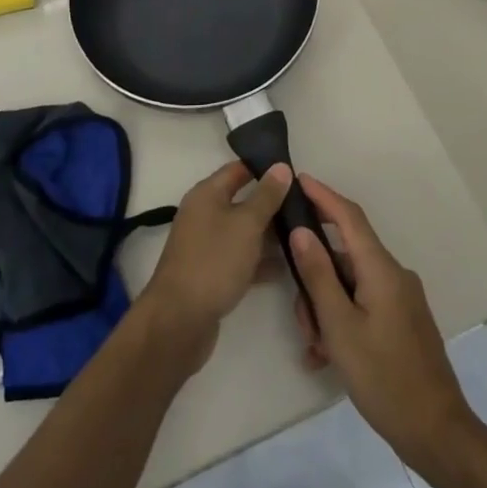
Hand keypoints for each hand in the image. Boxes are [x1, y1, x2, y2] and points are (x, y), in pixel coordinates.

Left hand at [138, 160, 292, 375]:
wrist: (179, 321)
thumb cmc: (214, 261)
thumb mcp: (247, 224)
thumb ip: (267, 196)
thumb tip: (281, 167)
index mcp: (206, 194)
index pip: (238, 169)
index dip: (265, 167)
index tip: (295, 171)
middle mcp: (204, 215)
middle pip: (242, 201)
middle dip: (273, 204)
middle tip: (307, 206)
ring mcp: (207, 246)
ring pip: (244, 232)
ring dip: (270, 235)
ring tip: (304, 236)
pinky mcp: (212, 273)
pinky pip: (241, 258)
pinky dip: (260, 261)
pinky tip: (288, 267)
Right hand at [289, 174, 477, 469]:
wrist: (436, 431)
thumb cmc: (384, 377)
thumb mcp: (340, 328)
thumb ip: (319, 276)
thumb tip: (301, 231)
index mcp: (382, 269)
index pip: (349, 217)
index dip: (324, 196)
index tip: (299, 179)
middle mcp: (394, 275)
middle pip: (345, 256)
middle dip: (316, 277)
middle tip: (300, 316)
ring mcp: (401, 298)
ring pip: (351, 284)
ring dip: (326, 307)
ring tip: (314, 347)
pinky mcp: (403, 320)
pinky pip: (364, 304)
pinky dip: (342, 320)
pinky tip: (326, 356)